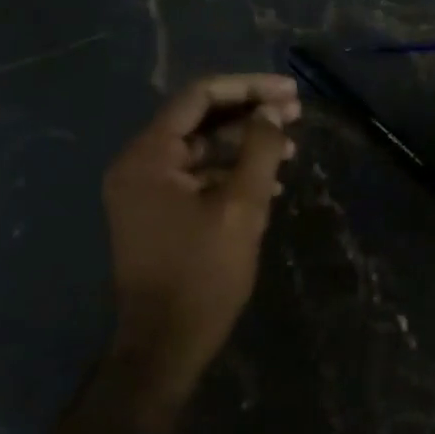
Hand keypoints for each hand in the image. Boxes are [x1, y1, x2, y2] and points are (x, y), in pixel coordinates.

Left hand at [103, 73, 299, 400]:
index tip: (289, 92)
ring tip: (291, 147)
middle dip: (250, 113)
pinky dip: (231, 171)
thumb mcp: (242, 207)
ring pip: (201, 147)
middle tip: (296, 113)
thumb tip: (272, 111)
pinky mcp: (156, 211)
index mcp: (148, 156)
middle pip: (199, 119)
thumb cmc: (203, 274)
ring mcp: (144, 189)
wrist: (164, 346)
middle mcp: (138, 164)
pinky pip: (196, 174)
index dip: (248, 88)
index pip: (199, 98)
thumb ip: (260, 150)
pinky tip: (270, 181)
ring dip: (245, 143)